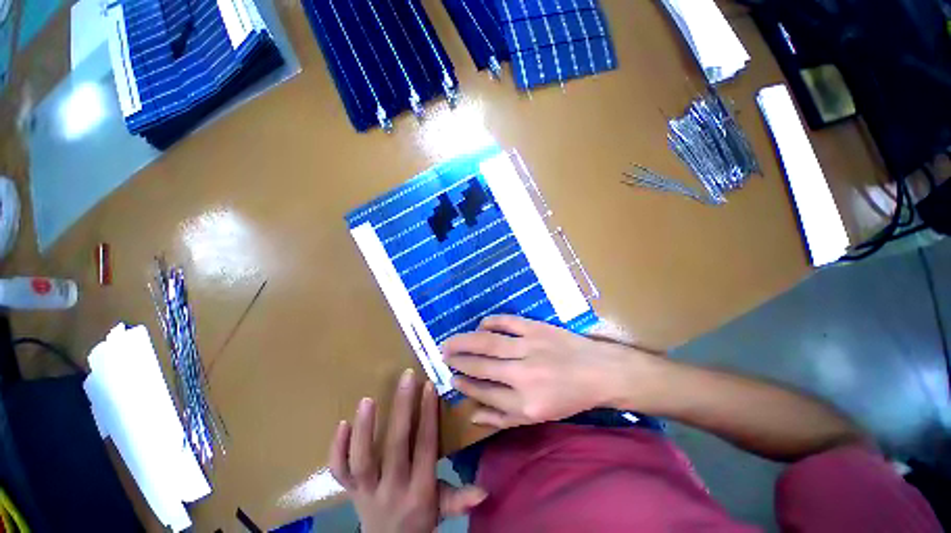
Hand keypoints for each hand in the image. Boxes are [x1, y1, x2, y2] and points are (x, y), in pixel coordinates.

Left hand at [329, 370, 486, 532]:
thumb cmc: (420, 518)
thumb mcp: (442, 509)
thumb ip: (460, 499)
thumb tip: (485, 490)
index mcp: (420, 489)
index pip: (426, 445)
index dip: (428, 414)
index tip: (429, 385)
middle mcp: (393, 487)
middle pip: (397, 445)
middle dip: (403, 408)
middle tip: (407, 377)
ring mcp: (366, 490)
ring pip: (362, 460)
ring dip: (365, 429)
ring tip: (368, 399)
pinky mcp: (348, 491)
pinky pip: (339, 471)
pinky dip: (337, 449)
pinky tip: (340, 423)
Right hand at [442, 315, 659, 427]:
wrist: (600, 372)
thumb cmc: (569, 398)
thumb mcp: (538, 417)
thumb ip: (503, 419)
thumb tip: (472, 416)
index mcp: (525, 403)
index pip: (484, 392)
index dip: (464, 385)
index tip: (452, 378)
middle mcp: (523, 375)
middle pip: (481, 366)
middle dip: (458, 360)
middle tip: (443, 354)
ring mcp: (529, 347)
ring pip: (489, 342)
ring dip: (466, 341)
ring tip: (450, 340)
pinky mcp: (537, 328)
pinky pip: (507, 322)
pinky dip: (491, 322)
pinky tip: (481, 325)